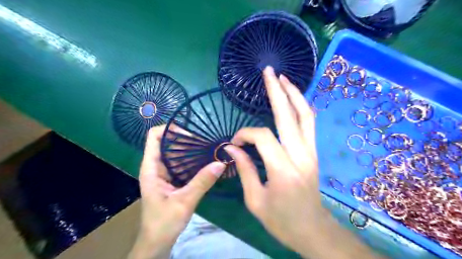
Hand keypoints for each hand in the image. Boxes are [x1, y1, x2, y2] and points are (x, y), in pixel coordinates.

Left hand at [128, 126, 225, 258]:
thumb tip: (220, 163)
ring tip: (208, 146)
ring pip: (175, 152)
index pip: (154, 137)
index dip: (170, 129)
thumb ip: (202, 182)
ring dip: (190, 148)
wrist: (157, 242)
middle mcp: (156, 166)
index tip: (191, 133)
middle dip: (185, 138)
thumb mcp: (184, 202)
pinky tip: (205, 160)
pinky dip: (192, 159)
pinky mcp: (171, 179)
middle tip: (206, 140)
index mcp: (151, 168)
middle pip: (167, 142)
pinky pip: (181, 163)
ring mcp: (163, 173)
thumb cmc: (163, 223)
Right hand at [226, 67, 380, 258]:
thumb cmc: (282, 221)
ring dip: (294, 94)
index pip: (262, 137)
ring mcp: (311, 152)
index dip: (245, 135)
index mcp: (283, 170)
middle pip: (289, 115)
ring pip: (305, 115)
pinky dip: (301, 108)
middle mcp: (300, 156)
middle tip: (269, 72)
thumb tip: (232, 148)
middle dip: (277, 91)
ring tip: (283, 78)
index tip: (234, 144)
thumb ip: (245, 169)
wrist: (313, 230)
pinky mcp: (314, 153)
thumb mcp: (255, 200)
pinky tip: (293, 99)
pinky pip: (309, 124)